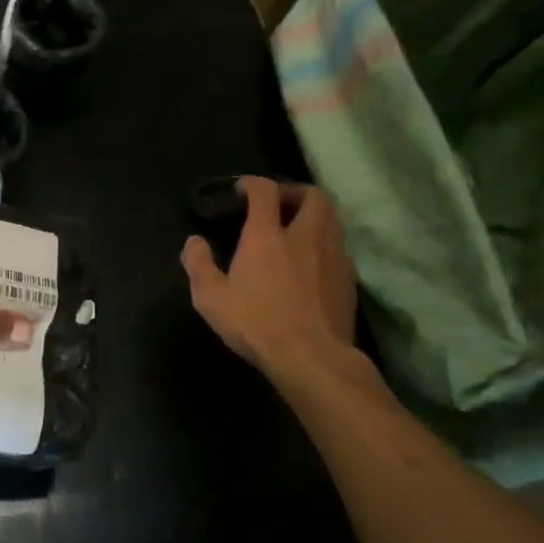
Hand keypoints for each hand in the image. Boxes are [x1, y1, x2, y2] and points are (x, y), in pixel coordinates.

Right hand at [181, 177, 362, 390]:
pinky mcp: (349, 280)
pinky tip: (313, 264)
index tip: (242, 189)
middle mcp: (304, 236)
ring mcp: (332, 257)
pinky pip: (340, 249)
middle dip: (296, 191)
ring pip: (333, 220)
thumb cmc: (256, 324)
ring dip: (315, 217)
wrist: (312, 359)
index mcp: (267, 235)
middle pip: (313, 196)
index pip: (265, 191)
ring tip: (298, 230)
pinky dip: (326, 245)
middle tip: (279, 203)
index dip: (253, 183)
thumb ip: (198, 264)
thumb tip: (194, 241)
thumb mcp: (211, 298)